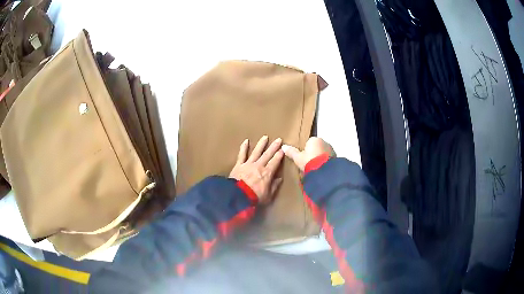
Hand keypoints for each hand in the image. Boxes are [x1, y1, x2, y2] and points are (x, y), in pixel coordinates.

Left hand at [229, 136, 283, 203]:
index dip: (279, 155)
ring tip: (265, 137)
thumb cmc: (254, 198)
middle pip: (267, 154)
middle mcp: (259, 166)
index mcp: (267, 173)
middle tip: (279, 139)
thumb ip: (274, 186)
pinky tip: (246, 141)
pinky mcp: (239, 165)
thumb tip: (279, 179)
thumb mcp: (268, 196)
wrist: (237, 196)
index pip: (275, 162)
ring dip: (261, 144)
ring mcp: (248, 164)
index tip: (283, 149)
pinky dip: (244, 147)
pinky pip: (242, 154)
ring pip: (256, 152)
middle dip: (274, 147)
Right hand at [281, 137, 334, 170]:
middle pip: (317, 147)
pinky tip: (321, 169)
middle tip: (308, 163)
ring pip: (323, 153)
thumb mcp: (298, 158)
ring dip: (320, 158)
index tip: (303, 157)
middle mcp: (324, 142)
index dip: (305, 150)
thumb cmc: (309, 161)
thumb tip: (283, 147)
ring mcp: (331, 150)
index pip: (309, 142)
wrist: (323, 172)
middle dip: (314, 153)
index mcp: (315, 139)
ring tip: (315, 167)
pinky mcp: (336, 158)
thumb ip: (291, 152)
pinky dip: (325, 163)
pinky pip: (328, 159)